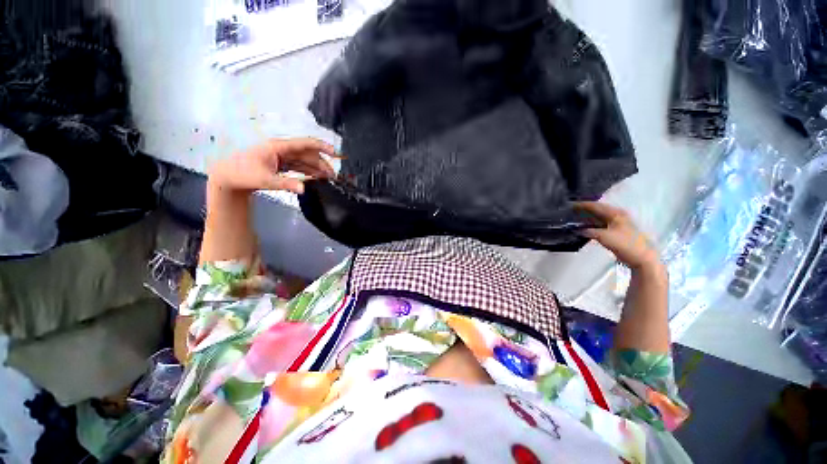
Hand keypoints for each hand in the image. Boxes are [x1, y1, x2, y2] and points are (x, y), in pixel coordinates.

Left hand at [208, 138, 336, 194]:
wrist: (227, 178)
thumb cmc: (242, 174)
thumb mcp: (265, 180)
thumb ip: (286, 184)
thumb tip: (304, 189)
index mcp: (278, 147)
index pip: (305, 143)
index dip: (322, 147)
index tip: (335, 153)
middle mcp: (282, 149)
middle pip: (308, 154)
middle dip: (322, 163)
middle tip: (333, 176)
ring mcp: (282, 156)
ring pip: (305, 161)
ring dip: (317, 168)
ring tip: (328, 179)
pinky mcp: (281, 164)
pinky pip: (299, 166)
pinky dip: (309, 172)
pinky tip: (316, 178)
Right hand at [576, 201, 660, 269]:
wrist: (641, 257)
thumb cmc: (624, 244)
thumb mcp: (603, 236)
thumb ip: (589, 231)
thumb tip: (577, 230)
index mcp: (615, 214)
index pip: (596, 206)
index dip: (583, 205)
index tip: (570, 204)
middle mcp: (616, 216)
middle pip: (597, 211)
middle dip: (584, 210)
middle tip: (570, 211)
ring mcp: (617, 224)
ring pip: (598, 218)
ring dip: (587, 218)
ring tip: (574, 218)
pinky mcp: (616, 232)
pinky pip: (600, 225)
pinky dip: (591, 225)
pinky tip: (583, 228)